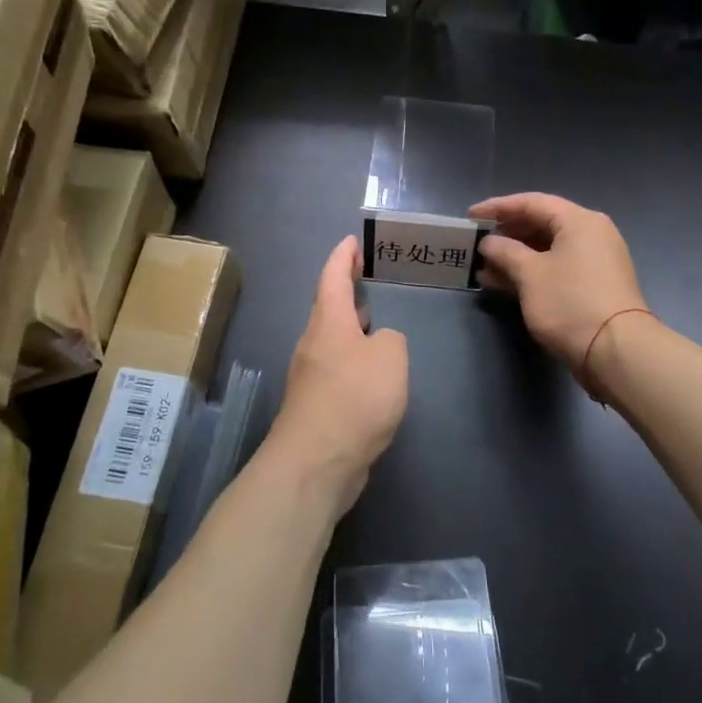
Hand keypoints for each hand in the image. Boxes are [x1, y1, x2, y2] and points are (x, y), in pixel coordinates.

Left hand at [267, 236, 408, 512]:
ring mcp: (310, 376)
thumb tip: (378, 344)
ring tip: (375, 322)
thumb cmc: (354, 397)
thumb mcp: (390, 357)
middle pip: (329, 308)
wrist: (317, 462)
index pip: (332, 277)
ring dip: (350, 327)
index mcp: (329, 322)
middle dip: (346, 291)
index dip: (342, 256)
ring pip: (332, 340)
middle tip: (368, 278)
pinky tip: (371, 373)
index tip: (351, 241)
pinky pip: (336, 369)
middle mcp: (314, 343)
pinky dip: (353, 359)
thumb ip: (391, 340)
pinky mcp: (316, 406)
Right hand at [472, 193, 647, 370]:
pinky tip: (504, 284)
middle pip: (541, 224)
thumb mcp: (530, 274)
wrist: (616, 350)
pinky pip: (556, 268)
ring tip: (483, 268)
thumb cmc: (570, 303)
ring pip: (547, 249)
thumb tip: (489, 243)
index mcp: (579, 220)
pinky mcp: (593, 286)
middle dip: (506, 234)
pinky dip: (531, 272)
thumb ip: (505, 251)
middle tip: (477, 243)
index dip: (498, 207)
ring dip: (515, 257)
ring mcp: (595, 261)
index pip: (532, 202)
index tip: (471, 216)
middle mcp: (591, 233)